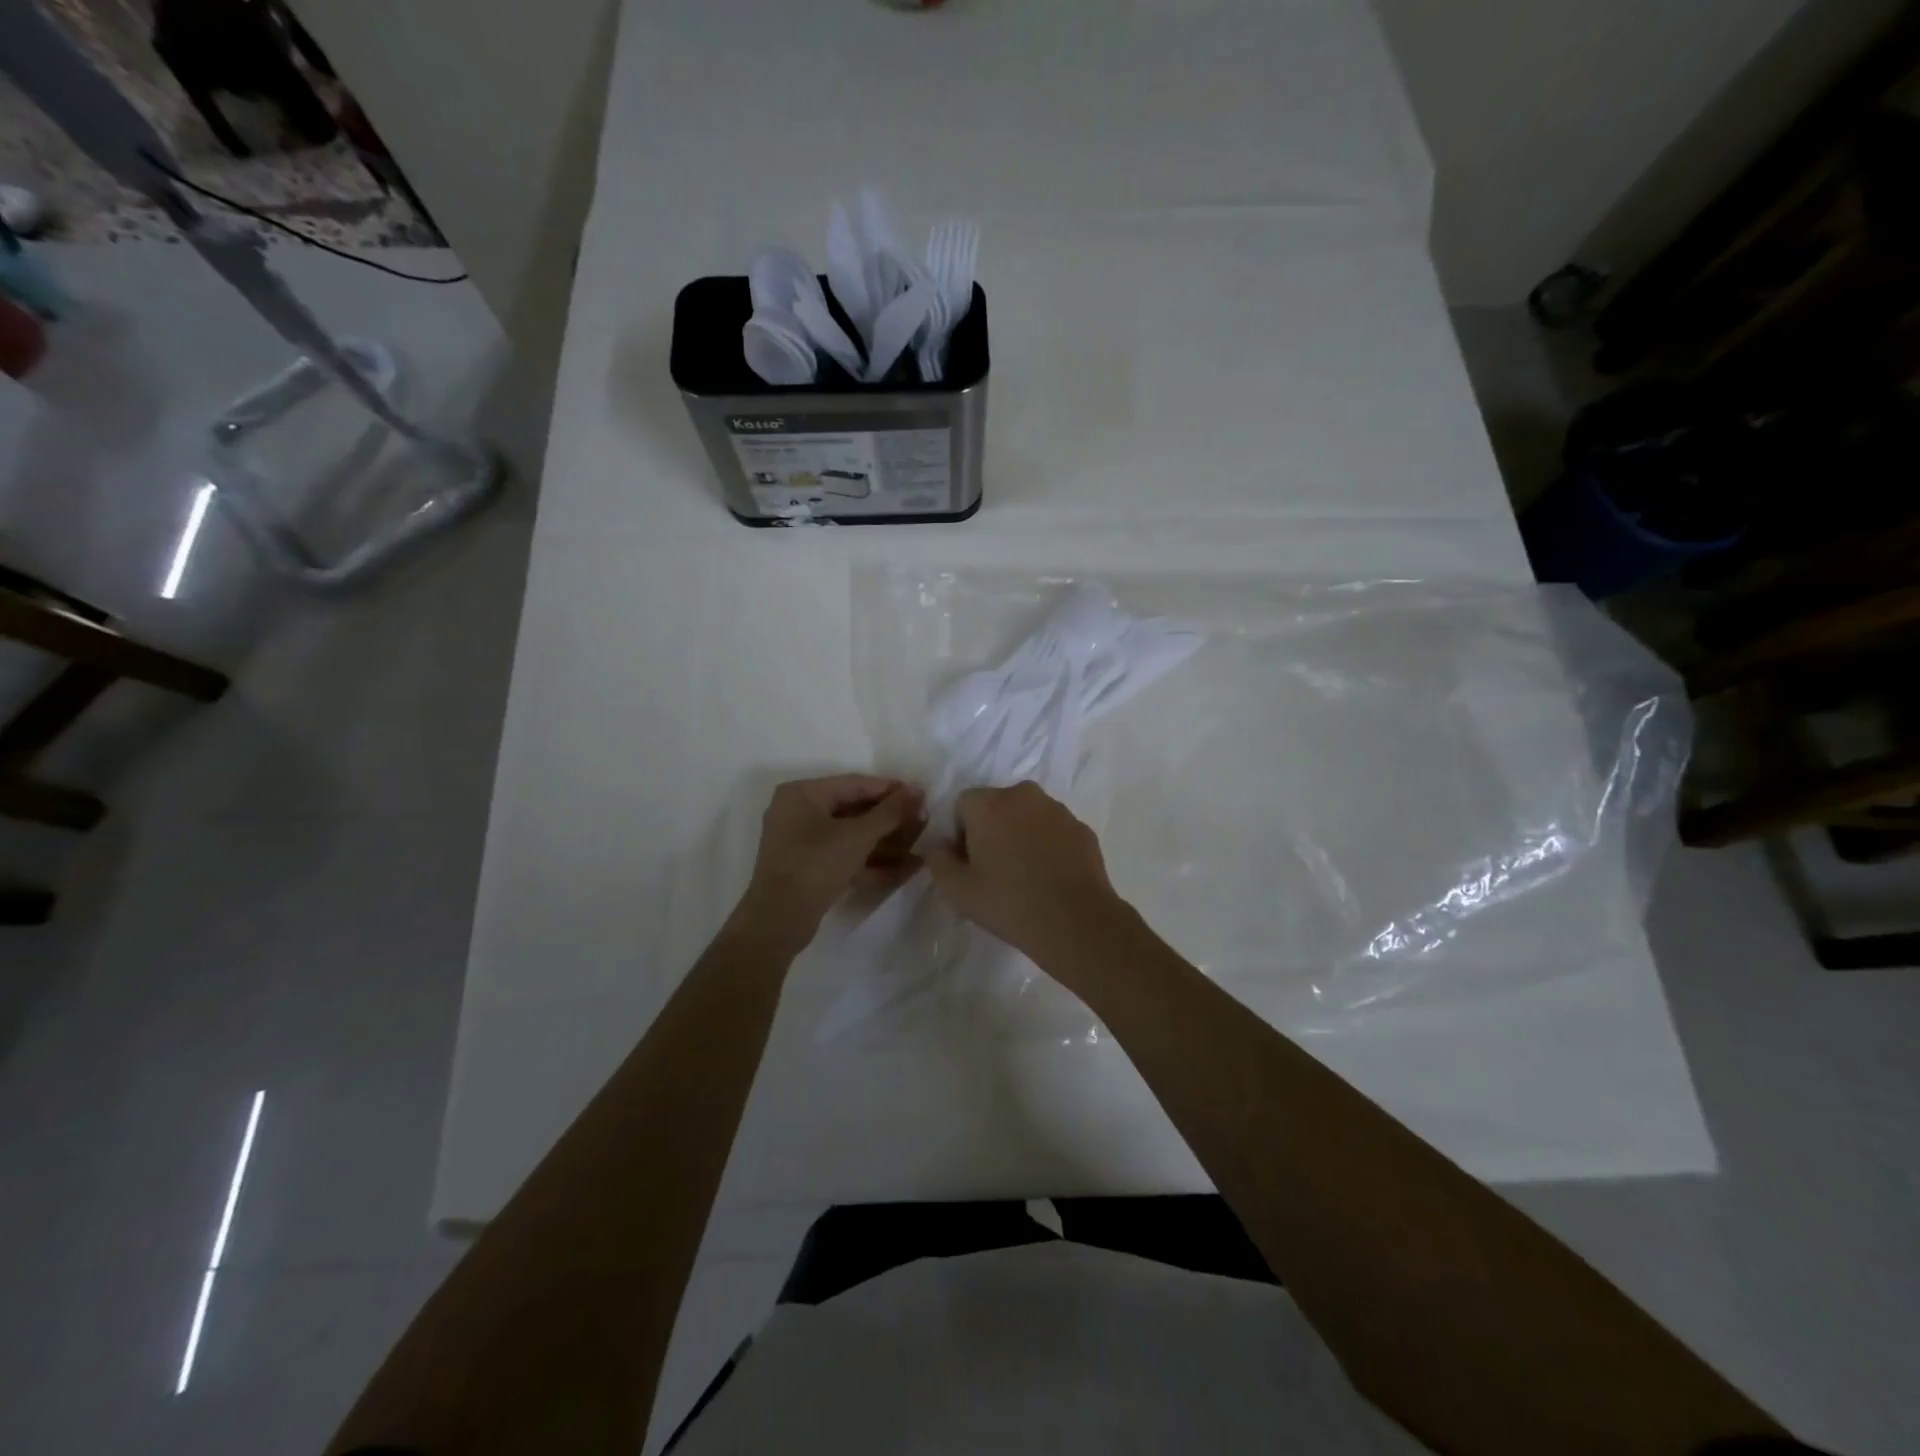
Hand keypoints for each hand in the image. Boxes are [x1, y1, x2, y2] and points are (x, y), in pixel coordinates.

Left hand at [735, 775, 923, 951]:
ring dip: (883, 839)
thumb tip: (917, 791)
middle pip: (853, 808)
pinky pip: (843, 853)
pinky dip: (869, 858)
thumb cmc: (815, 866)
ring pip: (850, 833)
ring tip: (918, 842)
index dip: (891, 789)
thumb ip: (890, 812)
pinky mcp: (807, 866)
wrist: (778, 921)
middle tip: (922, 820)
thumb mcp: (857, 836)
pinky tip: (902, 867)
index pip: (855, 783)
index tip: (921, 796)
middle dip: (889, 817)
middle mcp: (797, 811)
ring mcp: (801, 840)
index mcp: (802, 793)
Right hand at [925, 782, 1131, 968]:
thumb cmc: (1008, 903)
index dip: (960, 833)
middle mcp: (1023, 795)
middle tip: (994, 869)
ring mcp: (1057, 809)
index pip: (963, 805)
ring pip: (1028, 815)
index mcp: (988, 803)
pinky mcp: (1081, 828)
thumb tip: (937, 844)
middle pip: (996, 805)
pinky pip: (1054, 830)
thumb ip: (937, 859)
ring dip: (1021, 834)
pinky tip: (1050, 877)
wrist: (1075, 922)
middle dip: (991, 829)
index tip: (969, 864)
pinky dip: (1048, 844)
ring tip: (1025, 875)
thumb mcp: (956, 889)